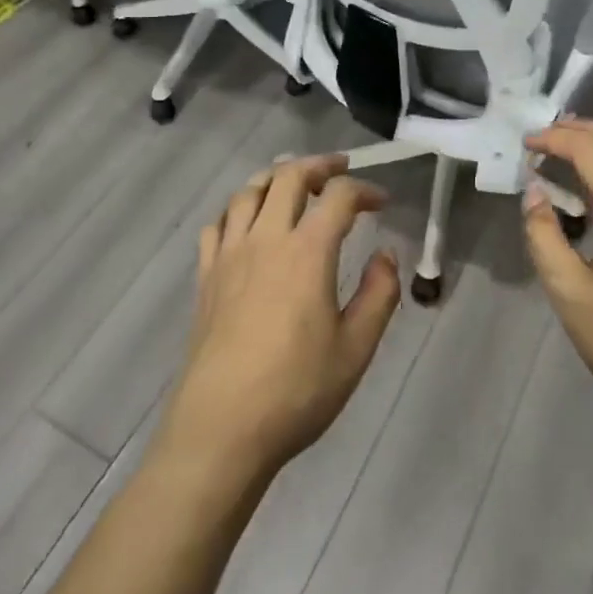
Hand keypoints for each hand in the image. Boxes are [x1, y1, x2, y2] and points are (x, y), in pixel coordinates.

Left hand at [158, 155, 401, 486]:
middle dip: (319, 165)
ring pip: (248, 191)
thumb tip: (386, 254)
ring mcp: (229, 254)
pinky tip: (247, 222)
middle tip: (339, 169)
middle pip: (288, 177)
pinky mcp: (206, 275)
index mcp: (307, 252)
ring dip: (275, 178)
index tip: (382, 202)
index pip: (339, 197)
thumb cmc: (296, 390)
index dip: (364, 190)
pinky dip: (237, 208)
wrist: (222, 427)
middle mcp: (266, 239)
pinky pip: (218, 223)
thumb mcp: (355, 349)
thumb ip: (378, 294)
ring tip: (293, 183)